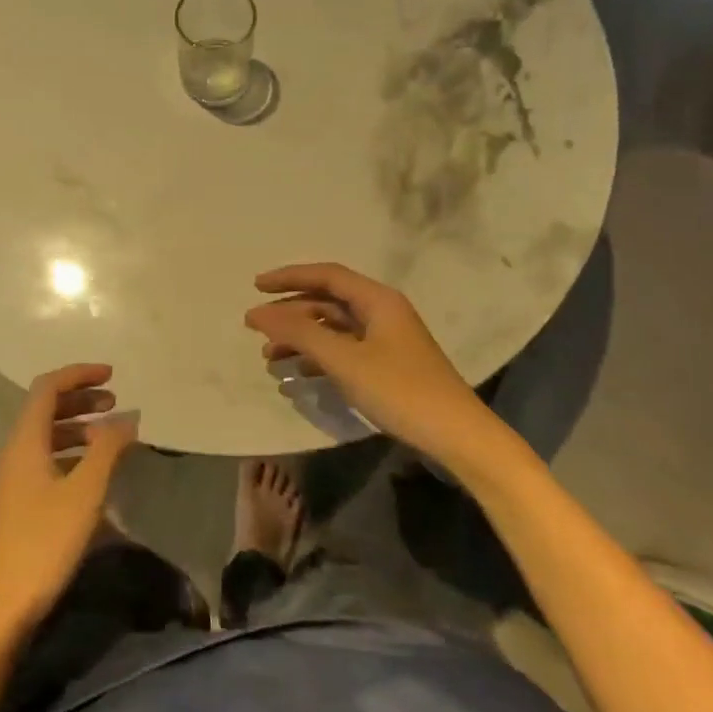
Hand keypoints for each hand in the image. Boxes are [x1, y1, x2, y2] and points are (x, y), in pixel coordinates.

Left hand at [0, 364, 137, 638]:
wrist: (1, 605)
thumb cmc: (44, 542)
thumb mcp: (84, 493)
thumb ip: (108, 450)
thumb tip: (128, 416)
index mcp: (25, 442)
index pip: (47, 388)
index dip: (79, 374)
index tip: (112, 375)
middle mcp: (14, 452)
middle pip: (45, 408)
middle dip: (81, 399)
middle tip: (115, 402)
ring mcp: (12, 479)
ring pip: (45, 435)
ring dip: (77, 426)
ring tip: (109, 436)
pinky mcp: (17, 502)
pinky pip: (44, 459)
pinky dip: (70, 452)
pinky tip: (92, 472)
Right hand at [245, 263, 509, 460]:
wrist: (457, 436)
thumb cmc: (400, 389)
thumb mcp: (344, 360)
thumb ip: (299, 333)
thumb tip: (258, 313)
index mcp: (377, 300)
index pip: (326, 275)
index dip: (288, 277)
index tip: (256, 287)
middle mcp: (381, 312)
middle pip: (326, 302)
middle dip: (290, 314)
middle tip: (255, 328)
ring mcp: (385, 340)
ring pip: (332, 329)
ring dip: (300, 339)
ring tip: (269, 358)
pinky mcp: (386, 366)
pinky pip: (342, 351)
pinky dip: (317, 358)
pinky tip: (295, 376)